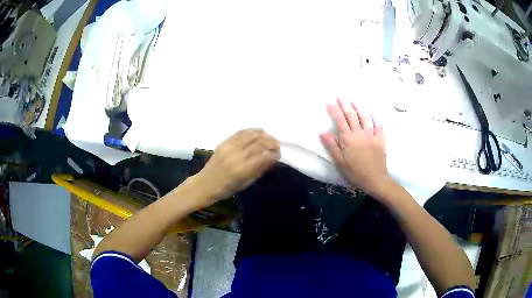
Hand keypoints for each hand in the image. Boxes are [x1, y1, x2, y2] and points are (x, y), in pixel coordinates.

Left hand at [194, 129, 279, 200]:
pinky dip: (252, 131)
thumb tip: (272, 157)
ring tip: (270, 139)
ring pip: (251, 135)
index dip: (274, 153)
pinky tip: (259, 133)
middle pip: (259, 143)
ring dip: (263, 135)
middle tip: (277, 146)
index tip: (279, 154)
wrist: (205, 184)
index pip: (263, 156)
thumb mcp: (246, 183)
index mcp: (242, 170)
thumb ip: (259, 169)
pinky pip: (241, 133)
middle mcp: (236, 156)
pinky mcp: (224, 142)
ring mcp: (229, 147)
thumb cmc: (226, 189)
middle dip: (271, 143)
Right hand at [320, 98, 390, 195]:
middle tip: (340, 96)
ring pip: (365, 118)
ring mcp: (371, 136)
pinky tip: (374, 114)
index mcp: (348, 139)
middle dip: (345, 105)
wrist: (375, 179)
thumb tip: (322, 132)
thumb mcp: (339, 162)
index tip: (329, 102)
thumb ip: (332, 146)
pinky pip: (378, 127)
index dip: (334, 110)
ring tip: (354, 101)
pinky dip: (376, 119)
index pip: (340, 120)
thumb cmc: (355, 173)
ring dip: (359, 108)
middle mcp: (360, 134)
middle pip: (352, 115)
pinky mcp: (380, 140)